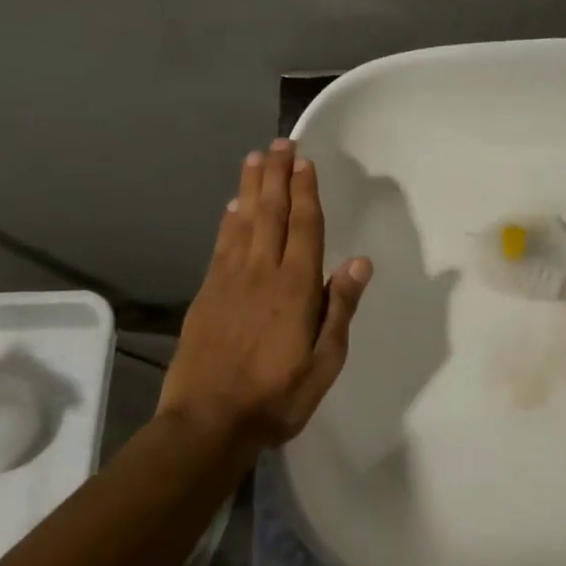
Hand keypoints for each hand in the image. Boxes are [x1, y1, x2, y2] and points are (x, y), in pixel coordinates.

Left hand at [162, 140, 371, 444]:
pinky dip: (228, 220)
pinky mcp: (207, 294)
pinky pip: (221, 245)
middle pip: (270, 213)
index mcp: (295, 288)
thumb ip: (340, 308)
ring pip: (242, 222)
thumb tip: (359, 261)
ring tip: (255, 159)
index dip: (305, 191)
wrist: (207, 423)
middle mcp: (262, 273)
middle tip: (279, 143)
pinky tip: (231, 207)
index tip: (304, 161)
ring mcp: (229, 280)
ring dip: (251, 188)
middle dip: (276, 175)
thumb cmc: (277, 396)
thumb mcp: (325, 361)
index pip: (304, 226)